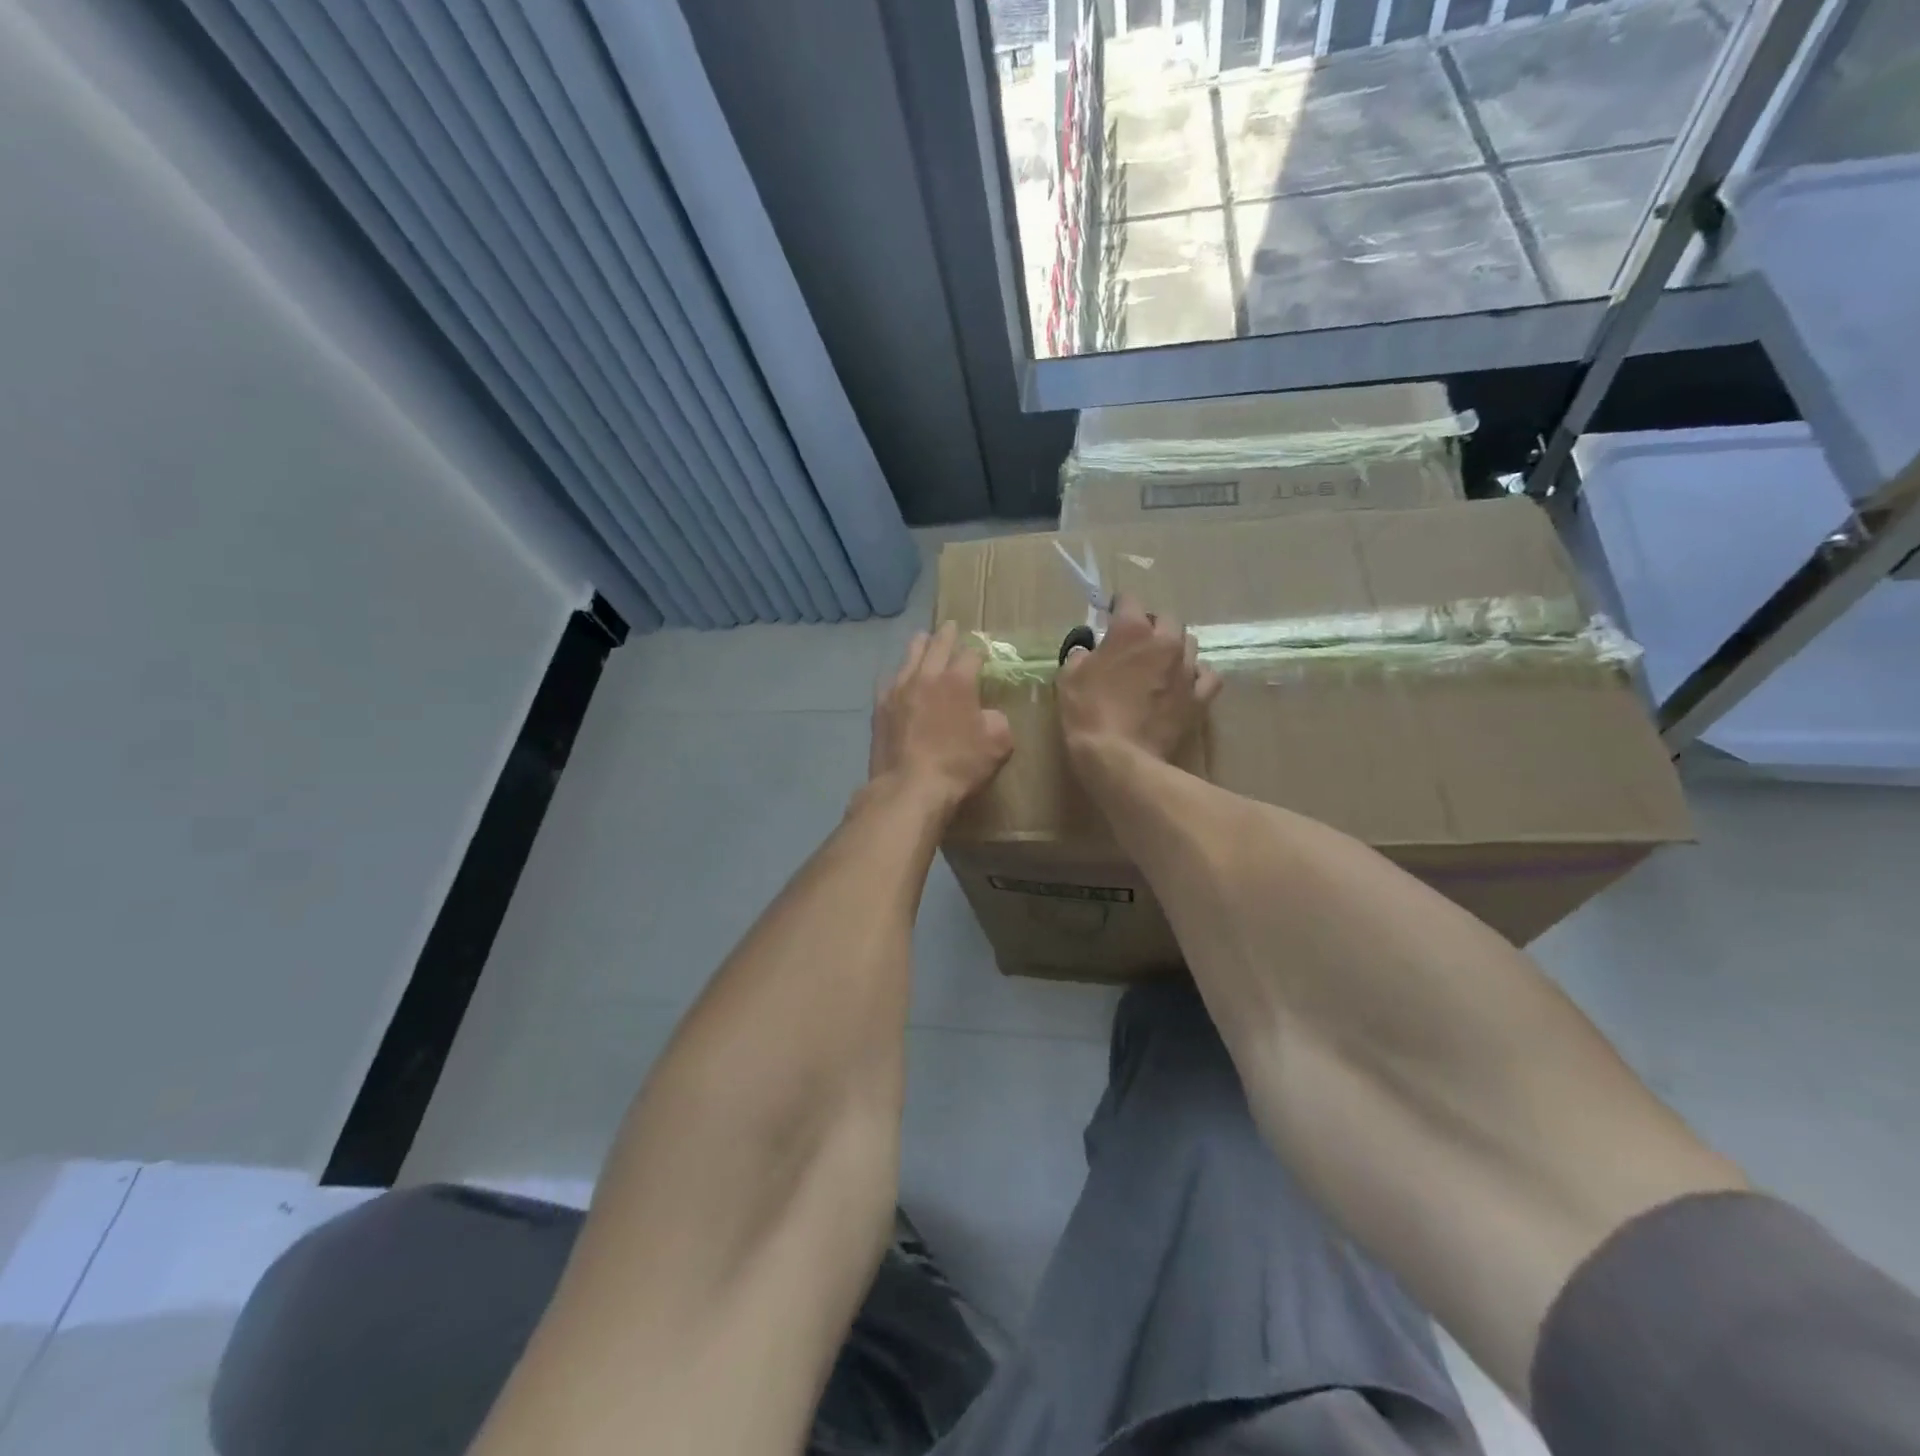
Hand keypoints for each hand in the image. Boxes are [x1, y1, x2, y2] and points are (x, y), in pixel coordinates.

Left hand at [869, 622, 1014, 813]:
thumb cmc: (959, 765)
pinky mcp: (880, 707)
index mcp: (958, 680)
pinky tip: (899, 678)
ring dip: (920, 646)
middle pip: (938, 644)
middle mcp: (926, 676)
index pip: (971, 654)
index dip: (980, 651)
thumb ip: (997, 721)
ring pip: (910, 656)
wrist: (910, 787)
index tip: (983, 652)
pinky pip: (889, 680)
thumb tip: (988, 714)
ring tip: (923, 639)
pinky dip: (898, 674)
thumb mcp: (997, 744)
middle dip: (947, 634)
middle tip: (951, 626)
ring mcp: (898, 689)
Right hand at [1058, 594, 1220, 762]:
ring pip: (1189, 643)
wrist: (1119, 758)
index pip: (1129, 600)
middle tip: (1136, 643)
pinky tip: (1184, 683)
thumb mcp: (1069, 677)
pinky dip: (1196, 675)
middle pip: (1166, 618)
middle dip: (1151, 625)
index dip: (1118, 607)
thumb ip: (1081, 654)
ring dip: (1174, 647)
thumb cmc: (1088, 713)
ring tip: (1160, 663)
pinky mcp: (1199, 698)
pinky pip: (1207, 676)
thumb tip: (1088, 649)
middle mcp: (1165, 642)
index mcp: (1132, 630)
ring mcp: (1186, 670)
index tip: (1109, 617)